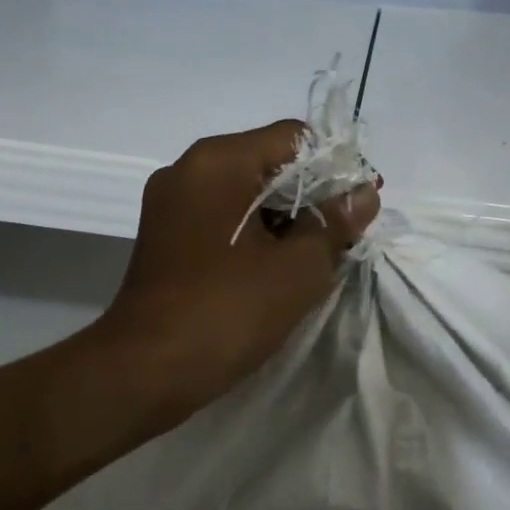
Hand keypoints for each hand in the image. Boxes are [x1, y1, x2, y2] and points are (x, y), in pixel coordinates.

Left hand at [99, 120, 378, 425]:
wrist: (145, 370)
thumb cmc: (227, 310)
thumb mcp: (298, 268)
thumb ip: (336, 223)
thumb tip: (364, 194)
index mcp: (219, 161)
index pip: (294, 138)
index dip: (335, 168)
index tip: (356, 208)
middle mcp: (188, 169)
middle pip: (268, 163)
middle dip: (311, 197)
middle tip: (342, 239)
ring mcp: (170, 204)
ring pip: (245, 194)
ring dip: (283, 220)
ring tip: (313, 260)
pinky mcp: (164, 236)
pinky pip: (221, 218)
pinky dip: (253, 235)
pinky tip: (275, 271)